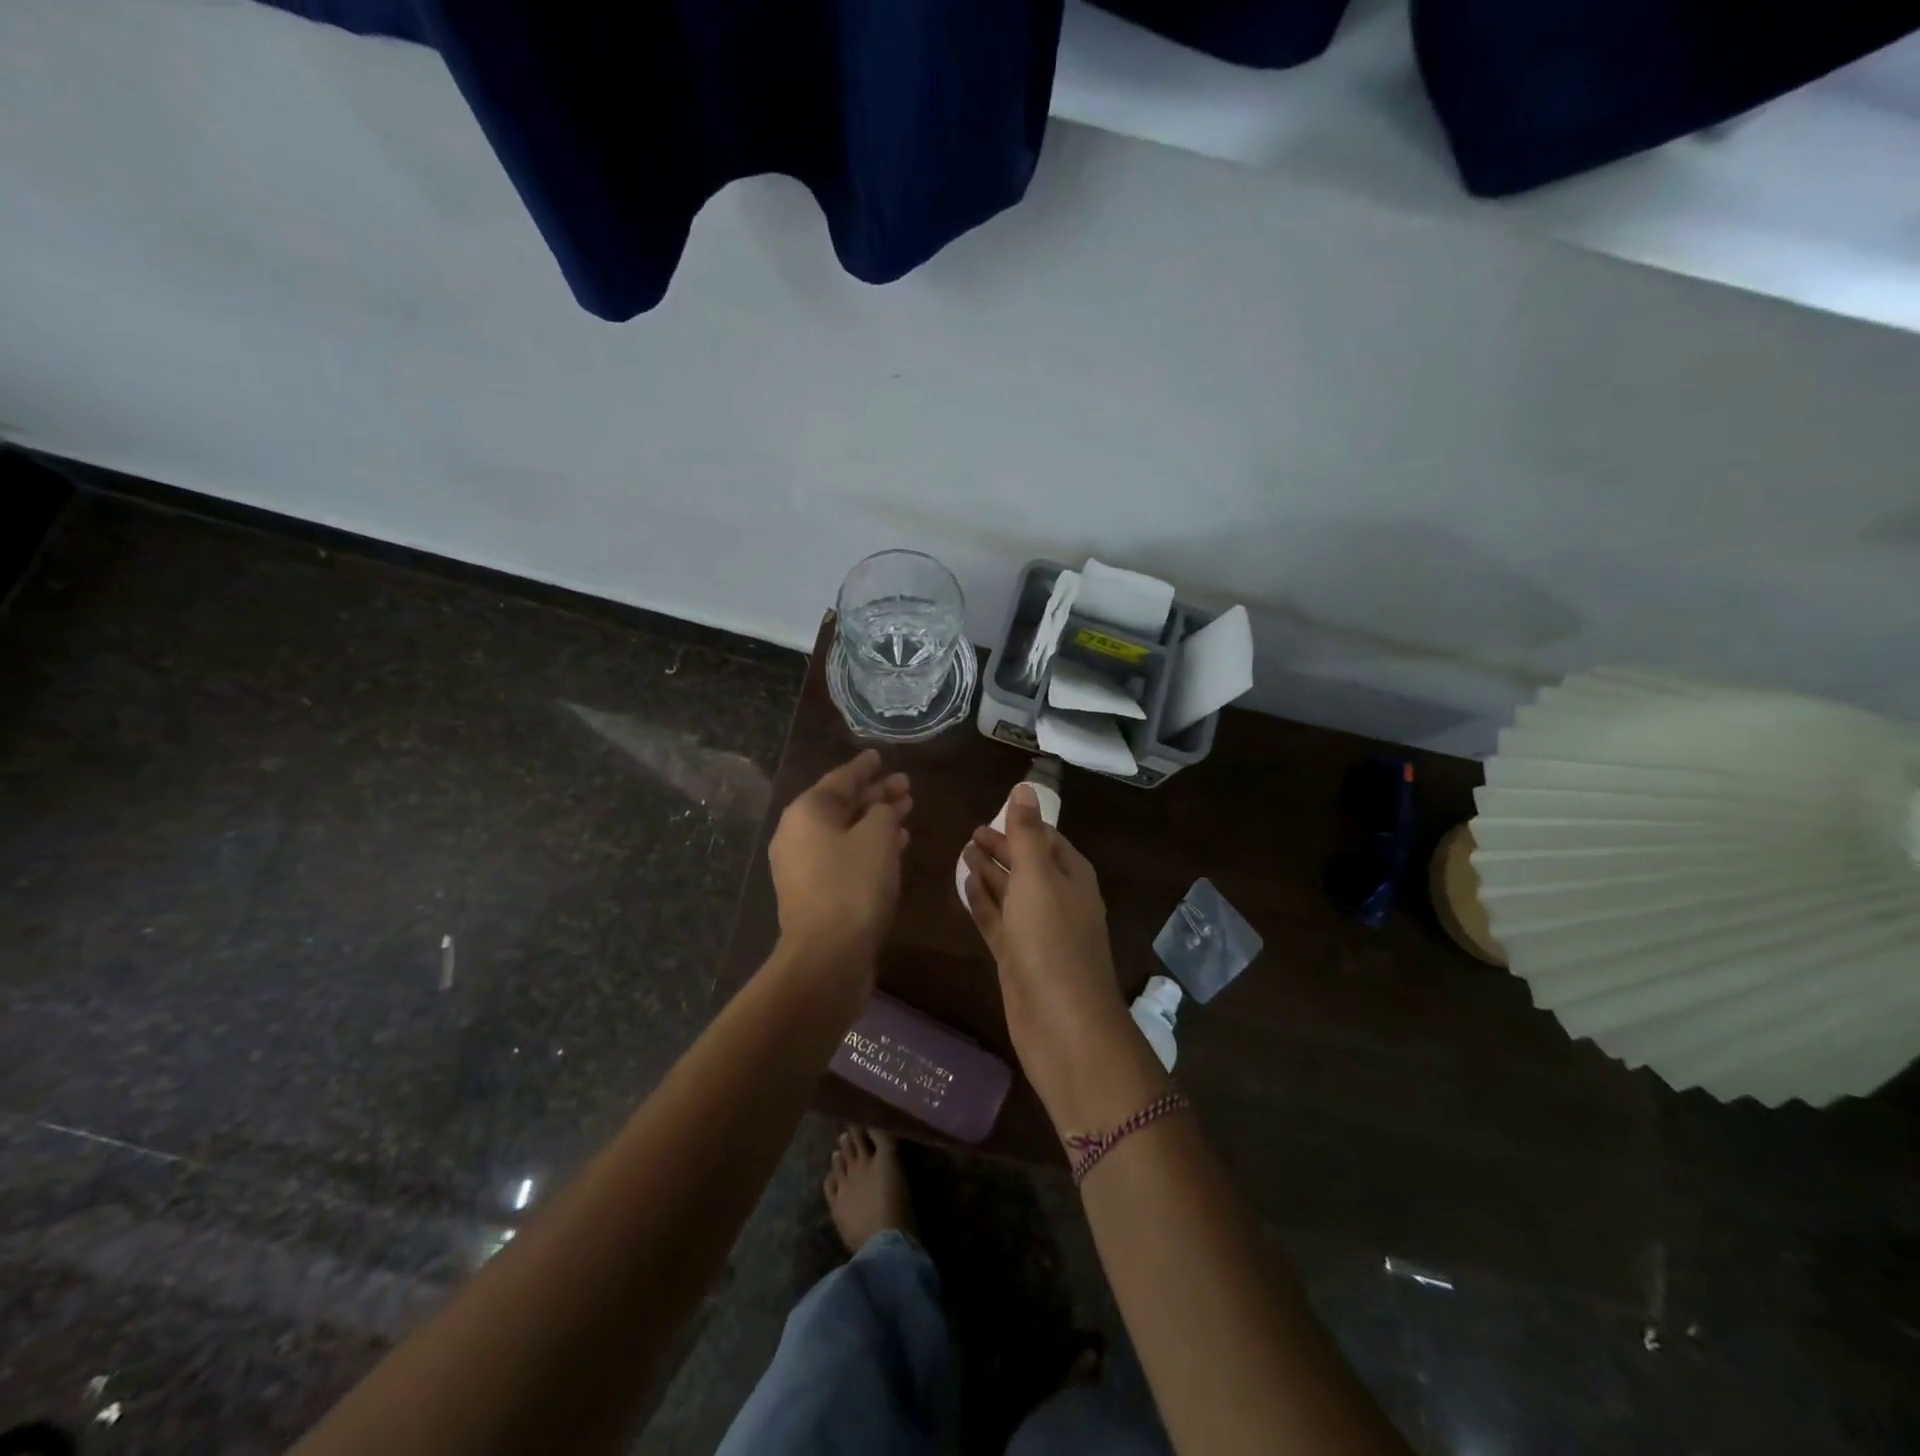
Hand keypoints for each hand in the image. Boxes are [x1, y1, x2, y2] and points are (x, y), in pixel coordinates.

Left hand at [769, 750, 911, 974]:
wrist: (827, 954)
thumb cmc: (853, 885)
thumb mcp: (877, 837)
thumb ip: (882, 811)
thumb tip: (881, 808)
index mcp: (807, 811)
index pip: (841, 778)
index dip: (864, 767)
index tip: (880, 756)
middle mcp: (798, 833)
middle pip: (842, 804)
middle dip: (875, 794)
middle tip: (906, 786)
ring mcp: (802, 864)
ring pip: (845, 831)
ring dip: (875, 820)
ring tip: (906, 812)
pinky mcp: (814, 890)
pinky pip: (843, 854)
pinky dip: (868, 846)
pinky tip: (894, 846)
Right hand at [963, 786, 1154, 1127]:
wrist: (1061, 1024)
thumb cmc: (1052, 941)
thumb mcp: (1038, 878)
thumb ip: (1027, 834)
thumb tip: (1025, 787)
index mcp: (1072, 878)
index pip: (1049, 841)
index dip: (1023, 827)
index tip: (994, 813)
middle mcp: (1058, 901)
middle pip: (1028, 865)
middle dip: (1003, 848)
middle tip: (970, 833)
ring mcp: (1037, 932)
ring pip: (1011, 893)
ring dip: (990, 873)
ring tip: (962, 852)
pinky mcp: (1017, 959)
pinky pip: (997, 921)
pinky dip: (982, 902)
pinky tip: (964, 887)